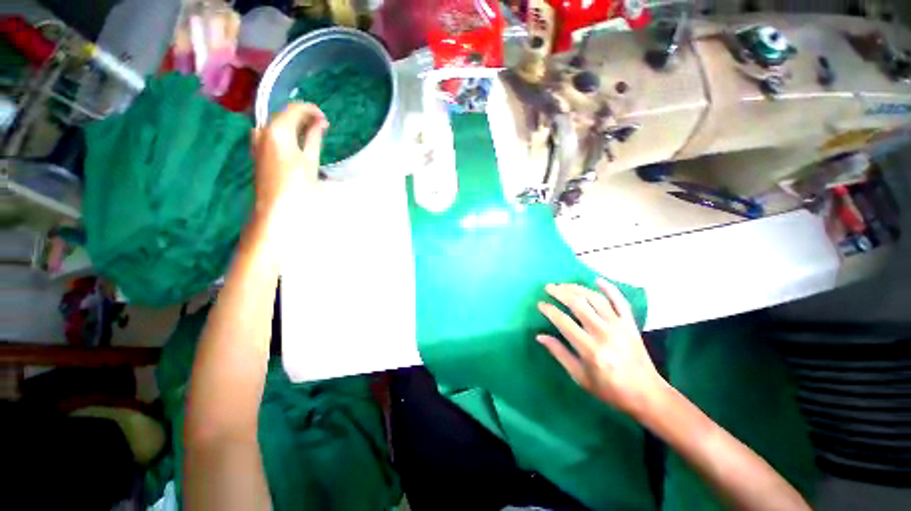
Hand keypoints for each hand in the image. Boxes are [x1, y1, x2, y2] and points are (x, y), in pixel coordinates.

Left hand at [251, 103, 328, 215]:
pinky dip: (286, 134)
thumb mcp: (310, 160)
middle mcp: (263, 129)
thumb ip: (314, 138)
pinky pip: (272, 134)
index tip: (325, 119)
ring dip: (295, 125)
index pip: (294, 108)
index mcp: (277, 129)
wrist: (275, 206)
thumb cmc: (297, 184)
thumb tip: (320, 123)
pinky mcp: (257, 150)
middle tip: (322, 128)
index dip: (311, 110)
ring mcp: (257, 140)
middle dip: (303, 117)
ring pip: (278, 124)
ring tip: (312, 135)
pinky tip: (297, 143)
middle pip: (284, 114)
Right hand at [537, 279, 666, 415]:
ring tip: (564, 284)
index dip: (549, 310)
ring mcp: (619, 326)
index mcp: (590, 349)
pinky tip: (597, 280)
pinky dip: (609, 288)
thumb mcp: (580, 377)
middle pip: (578, 304)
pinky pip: (620, 301)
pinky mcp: (630, 324)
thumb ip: (559, 353)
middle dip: (560, 292)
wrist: (647, 395)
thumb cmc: (609, 389)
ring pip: (595, 298)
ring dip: (577, 288)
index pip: (563, 321)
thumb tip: (539, 336)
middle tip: (548, 287)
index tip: (540, 304)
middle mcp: (604, 333)